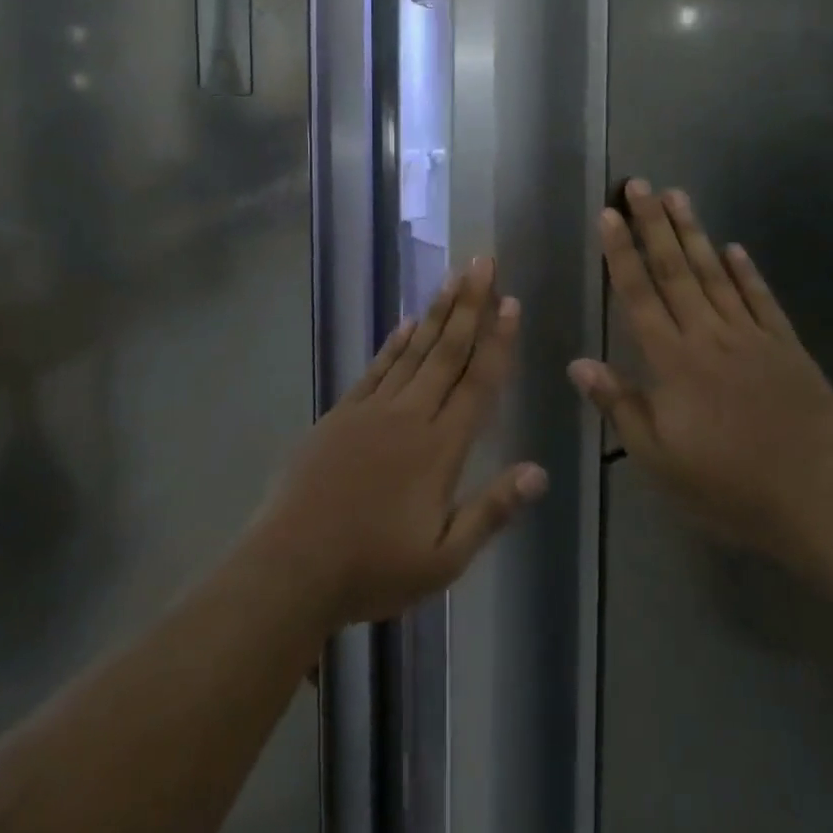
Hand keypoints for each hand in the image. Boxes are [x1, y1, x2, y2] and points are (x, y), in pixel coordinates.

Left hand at [249, 258, 547, 632]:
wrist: (292, 567)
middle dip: (469, 305)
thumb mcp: (443, 559)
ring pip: (413, 350)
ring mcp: (372, 410)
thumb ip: (492, 511)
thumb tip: (540, 471)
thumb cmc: (373, 568)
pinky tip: (407, 322)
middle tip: (484, 263)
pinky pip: (376, 368)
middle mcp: (410, 416)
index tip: (510, 302)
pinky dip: (394, 342)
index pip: (478, 383)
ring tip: (454, 277)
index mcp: (440, 448)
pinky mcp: (342, 413)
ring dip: (437, 312)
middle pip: (447, 352)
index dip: (497, 342)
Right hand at [569, 181, 832, 566]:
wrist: (821, 497)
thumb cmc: (730, 485)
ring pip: (715, 273)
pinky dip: (746, 271)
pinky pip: (761, 299)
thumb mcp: (660, 460)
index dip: (621, 253)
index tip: (609, 215)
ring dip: (693, 233)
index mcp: (673, 361)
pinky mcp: (786, 346)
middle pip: (675, 270)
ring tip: (677, 196)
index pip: (639, 295)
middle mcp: (708, 335)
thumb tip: (578, 363)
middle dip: (653, 225)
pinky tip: (734, 247)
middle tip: (639, 185)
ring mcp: (751, 336)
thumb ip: (620, 406)